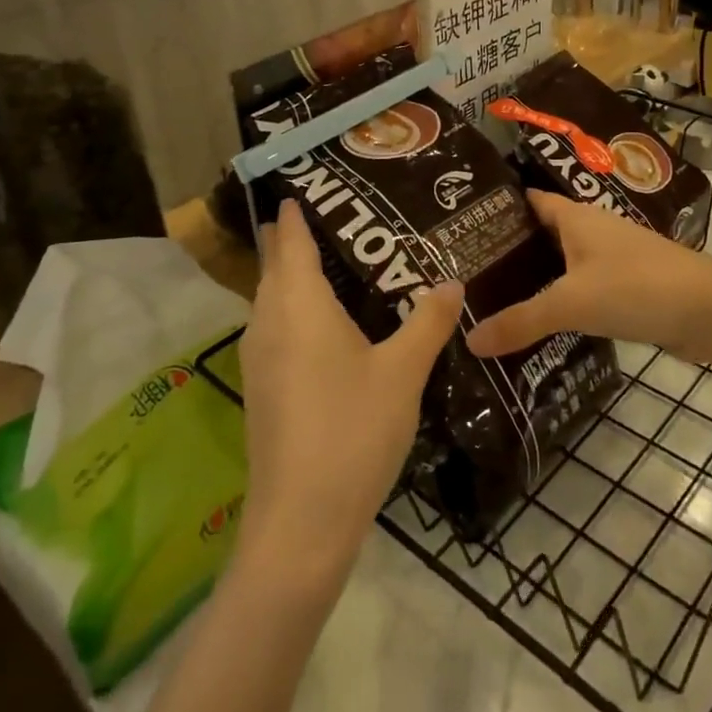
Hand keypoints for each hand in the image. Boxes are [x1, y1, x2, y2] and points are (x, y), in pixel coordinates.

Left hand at [236, 201, 462, 587]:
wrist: (301, 522)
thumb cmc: (352, 430)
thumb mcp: (403, 372)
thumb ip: (428, 322)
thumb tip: (451, 283)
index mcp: (299, 306)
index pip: (290, 243)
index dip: (293, 216)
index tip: (302, 189)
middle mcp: (270, 324)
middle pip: (275, 269)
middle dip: (294, 242)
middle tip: (338, 222)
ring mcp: (260, 360)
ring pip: (273, 301)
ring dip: (292, 278)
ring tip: (338, 266)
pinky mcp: (262, 391)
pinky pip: (276, 329)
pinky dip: (295, 311)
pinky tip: (328, 327)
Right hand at [465, 191, 711, 362]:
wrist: (708, 310)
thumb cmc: (635, 287)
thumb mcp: (570, 303)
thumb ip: (521, 321)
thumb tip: (469, 340)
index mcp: (576, 216)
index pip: (530, 200)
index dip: (499, 209)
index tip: (463, 226)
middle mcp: (593, 229)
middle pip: (544, 233)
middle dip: (511, 250)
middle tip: (467, 273)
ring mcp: (613, 257)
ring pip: (564, 262)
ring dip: (537, 277)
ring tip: (494, 300)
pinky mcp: (629, 286)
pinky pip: (584, 287)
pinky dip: (563, 300)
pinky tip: (542, 322)